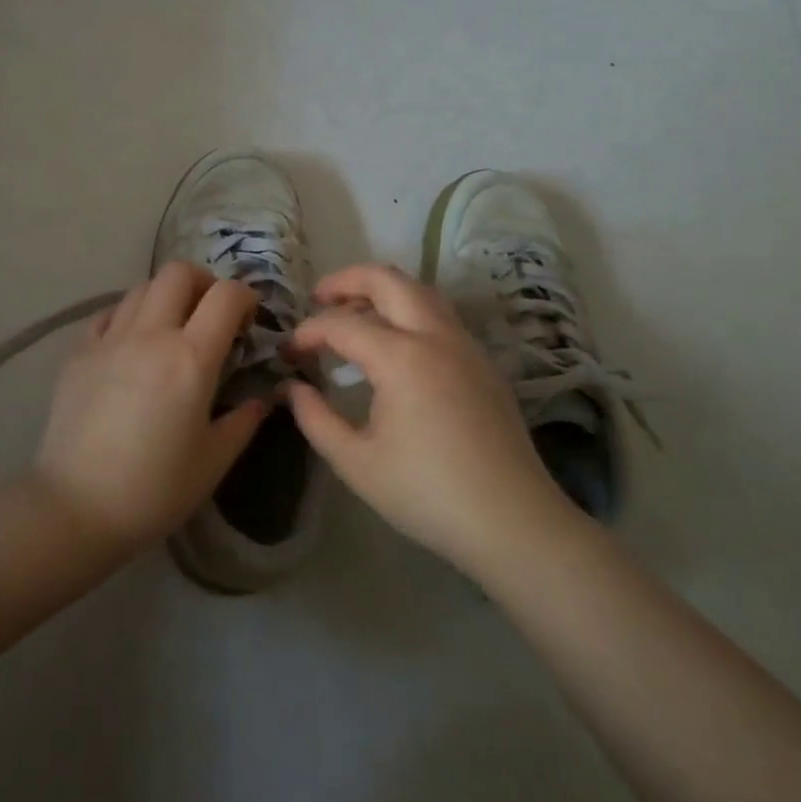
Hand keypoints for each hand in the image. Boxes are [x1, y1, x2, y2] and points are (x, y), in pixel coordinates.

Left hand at [31, 262, 267, 550]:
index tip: (249, 320)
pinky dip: (130, 315)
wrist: (76, 507)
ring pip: (142, 287)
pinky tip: (133, 345)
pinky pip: (110, 313)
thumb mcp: (214, 460)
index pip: (226, 296)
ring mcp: (109, 339)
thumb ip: (244, 420)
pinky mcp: (78, 352)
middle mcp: (150, 335)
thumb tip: (262, 397)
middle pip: (179, 272)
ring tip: (172, 328)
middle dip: (204, 283)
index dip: (245, 297)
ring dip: (166, 296)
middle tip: (211, 315)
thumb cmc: (154, 489)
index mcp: (191, 359)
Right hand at [283, 264, 571, 569]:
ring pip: (419, 291)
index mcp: (402, 358)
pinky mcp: (482, 362)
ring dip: (381, 290)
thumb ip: (315, 419)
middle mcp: (436, 336)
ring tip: (353, 312)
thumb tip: (292, 388)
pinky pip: (439, 315)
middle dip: (346, 280)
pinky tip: (394, 343)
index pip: (342, 324)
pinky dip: (408, 311)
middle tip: (318, 298)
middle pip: (388, 280)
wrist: (512, 521)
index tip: (288, 352)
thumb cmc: (427, 493)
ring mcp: (465, 345)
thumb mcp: (356, 463)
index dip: (308, 332)